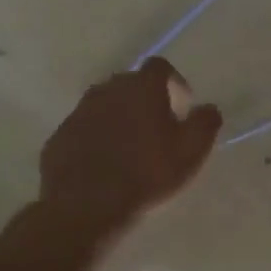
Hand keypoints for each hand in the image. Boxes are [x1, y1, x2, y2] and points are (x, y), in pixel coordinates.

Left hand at [39, 58, 222, 234]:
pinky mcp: (60, 135)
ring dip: (120, 118)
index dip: (174, 82)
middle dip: (146, 100)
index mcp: (141, 87)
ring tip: (130, 148)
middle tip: (158, 129)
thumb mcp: (190, 151)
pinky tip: (105, 164)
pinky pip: (85, 128)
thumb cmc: (146, 173)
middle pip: (130, 84)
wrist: (85, 203)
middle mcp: (107, 89)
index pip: (160, 67)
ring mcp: (79, 111)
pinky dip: (97, 138)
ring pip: (105, 105)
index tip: (182, 107)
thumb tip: (209, 108)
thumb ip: (205, 123)